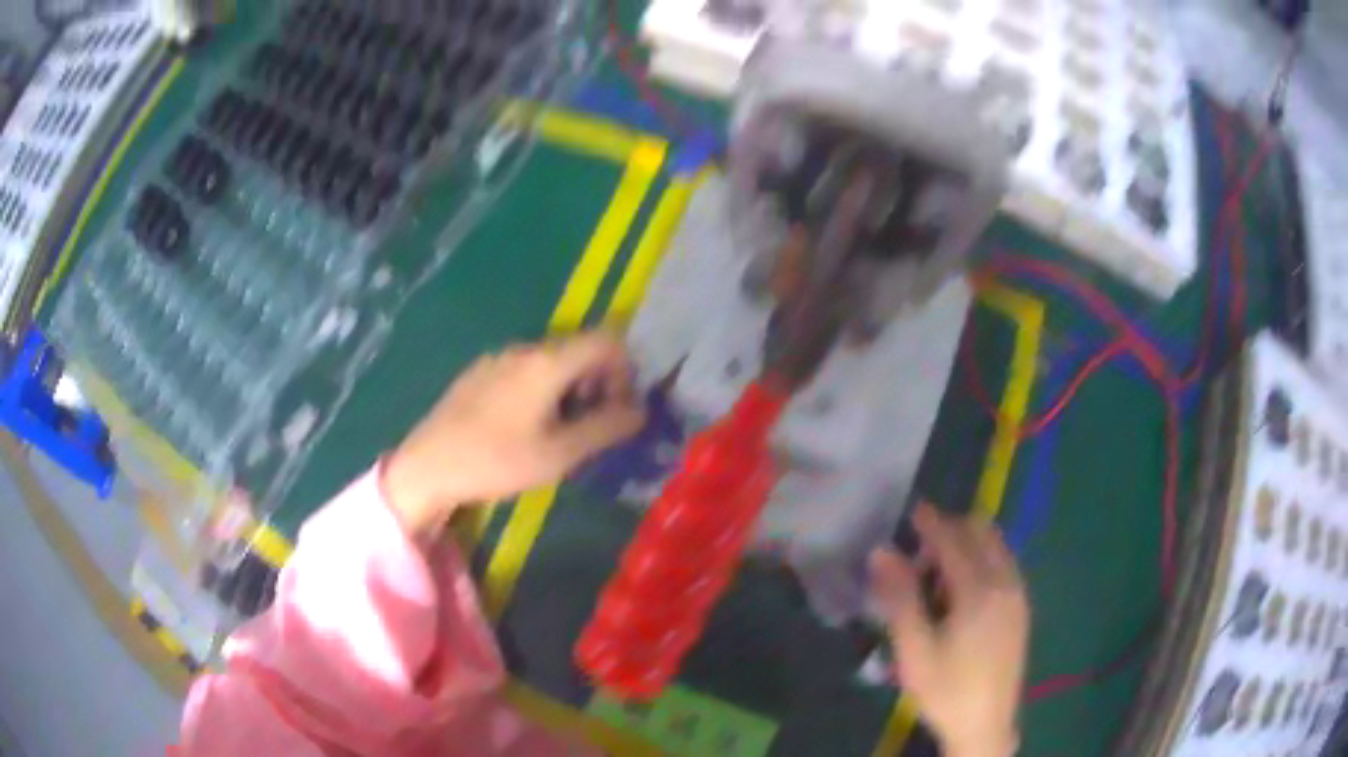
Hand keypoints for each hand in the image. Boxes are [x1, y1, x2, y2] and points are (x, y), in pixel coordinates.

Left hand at [384, 332, 645, 536]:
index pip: (607, 341)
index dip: (625, 372)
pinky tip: (524, 428)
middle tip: (591, 429)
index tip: (618, 410)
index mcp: (548, 361)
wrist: (428, 465)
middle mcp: (525, 348)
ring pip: (552, 362)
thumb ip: (605, 428)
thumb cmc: (496, 461)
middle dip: (597, 384)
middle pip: (580, 350)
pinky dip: (542, 391)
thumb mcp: (559, 454)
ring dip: (570, 390)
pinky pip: (525, 370)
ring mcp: (498, 358)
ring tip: (558, 434)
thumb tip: (641, 412)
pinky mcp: (479, 373)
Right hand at [869, 504, 1029, 756]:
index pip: (954, 540)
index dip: (932, 522)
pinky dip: (982, 561)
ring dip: (968, 547)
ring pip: (996, 546)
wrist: (985, 725)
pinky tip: (961, 595)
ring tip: (937, 581)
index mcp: (980, 591)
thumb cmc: (945, 690)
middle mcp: (1006, 582)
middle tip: (919, 561)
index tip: (913, 509)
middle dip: (951, 532)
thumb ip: (899, 597)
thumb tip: (882, 551)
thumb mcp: (913, 650)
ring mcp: (1018, 594)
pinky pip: (1004, 564)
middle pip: (982, 533)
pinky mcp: (1022, 608)